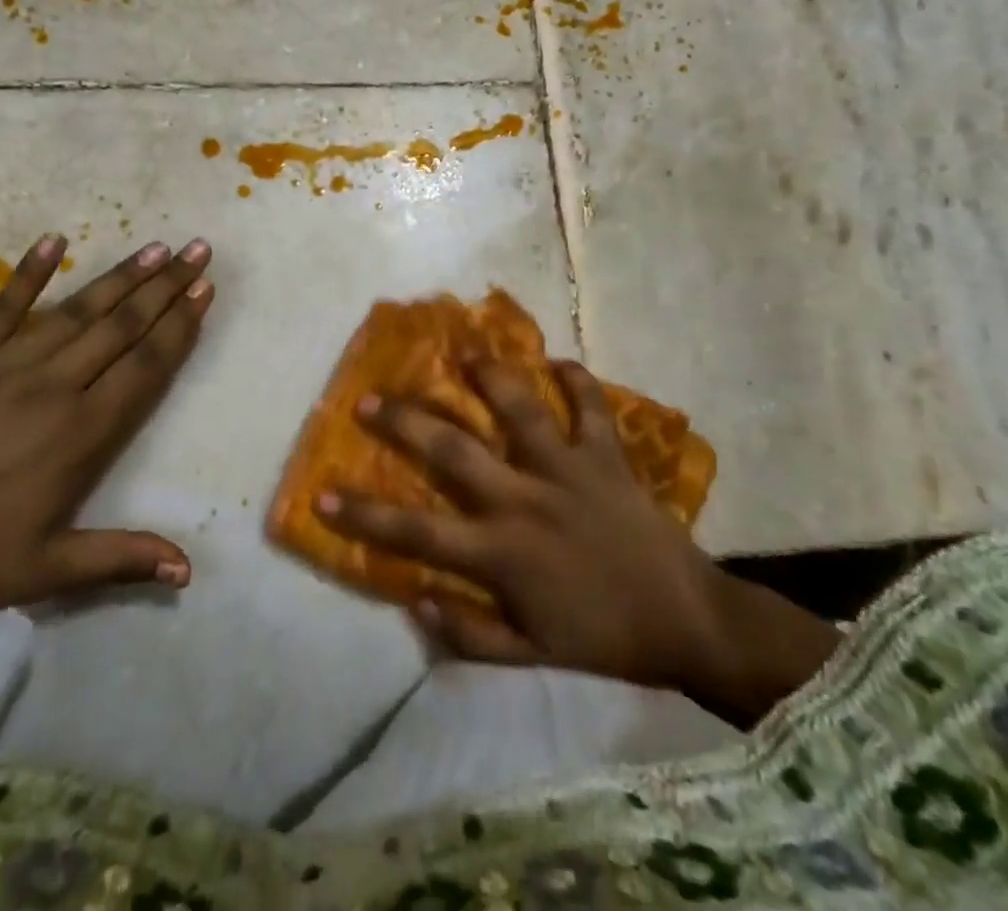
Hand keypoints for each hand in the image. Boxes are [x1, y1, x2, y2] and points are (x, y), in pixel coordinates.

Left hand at [0, 234, 214, 613]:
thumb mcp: (49, 570)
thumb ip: (122, 558)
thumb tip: (190, 570)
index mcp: (84, 431)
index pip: (146, 365)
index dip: (180, 326)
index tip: (204, 290)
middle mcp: (57, 385)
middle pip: (124, 327)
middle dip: (166, 287)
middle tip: (198, 250)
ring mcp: (9, 362)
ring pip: (79, 310)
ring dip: (122, 277)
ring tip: (156, 247)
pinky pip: (5, 303)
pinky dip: (31, 271)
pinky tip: (56, 240)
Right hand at [317, 360, 837, 718]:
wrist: (685, 619)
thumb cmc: (602, 637)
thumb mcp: (531, 655)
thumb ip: (470, 634)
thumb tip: (414, 599)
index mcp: (501, 551)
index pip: (416, 534)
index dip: (364, 517)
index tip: (322, 495)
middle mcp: (525, 499)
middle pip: (453, 451)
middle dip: (406, 422)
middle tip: (370, 396)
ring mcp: (568, 469)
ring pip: (520, 409)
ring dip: (490, 376)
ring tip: (464, 352)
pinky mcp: (607, 455)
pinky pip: (592, 406)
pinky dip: (577, 380)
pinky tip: (559, 361)